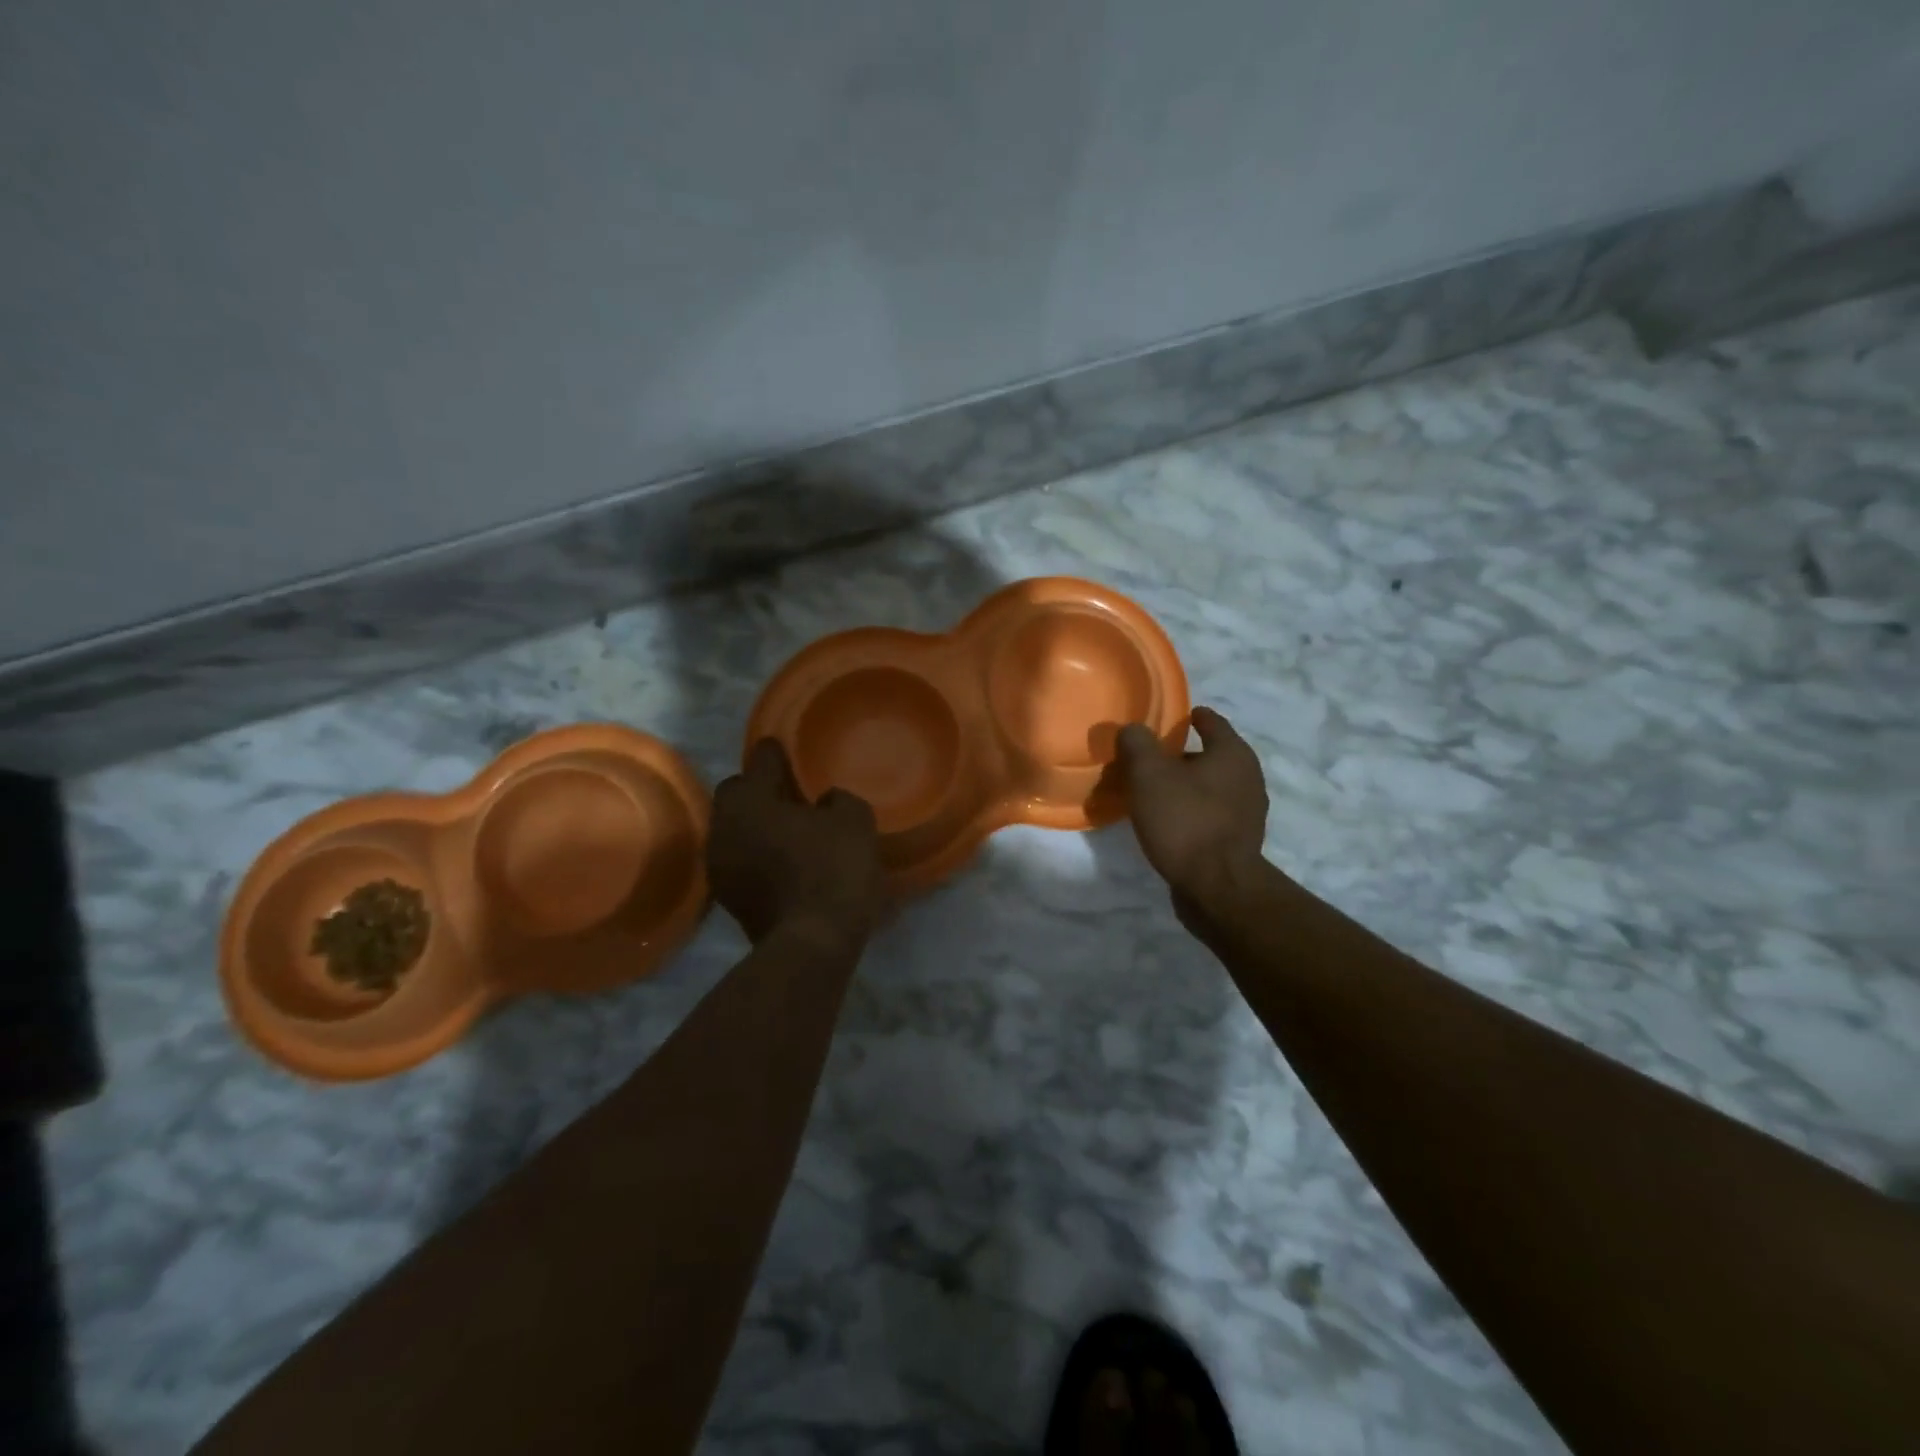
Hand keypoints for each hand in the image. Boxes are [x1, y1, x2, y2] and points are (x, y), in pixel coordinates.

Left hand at [709, 739, 885, 950]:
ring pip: (737, 830)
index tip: (787, 750)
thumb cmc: (832, 869)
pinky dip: (760, 856)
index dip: (777, 752)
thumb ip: (838, 800)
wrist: (812, 944)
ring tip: (793, 832)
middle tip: (793, 797)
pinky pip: (743, 861)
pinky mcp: (730, 900)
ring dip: (759, 826)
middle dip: (760, 791)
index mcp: (749, 801)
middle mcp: (724, 828)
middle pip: (738, 795)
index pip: (759, 760)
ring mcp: (721, 867)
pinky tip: (788, 863)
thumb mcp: (853, 821)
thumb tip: (825, 801)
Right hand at [1116, 706, 1267, 901]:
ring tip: (1153, 792)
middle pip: (1211, 756)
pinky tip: (1168, 822)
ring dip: (1186, 787)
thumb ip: (1137, 744)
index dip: (1190, 717)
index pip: (1212, 721)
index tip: (1170, 718)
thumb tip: (1133, 729)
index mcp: (1233, 754)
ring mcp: (1247, 813)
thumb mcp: (1149, 774)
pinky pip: (1210, 815)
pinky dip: (1191, 812)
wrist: (1217, 888)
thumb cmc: (1185, 821)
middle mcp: (1248, 778)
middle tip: (1150, 759)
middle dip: (1182, 756)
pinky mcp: (1239, 842)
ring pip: (1211, 788)